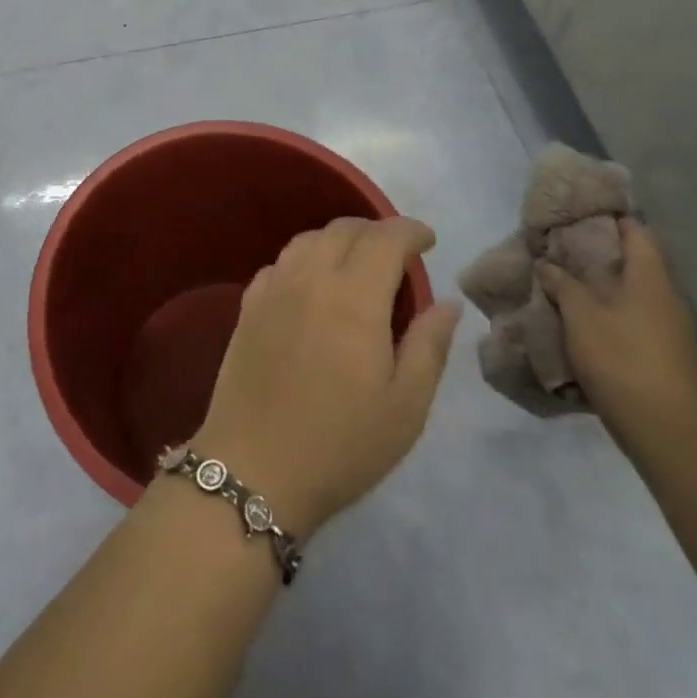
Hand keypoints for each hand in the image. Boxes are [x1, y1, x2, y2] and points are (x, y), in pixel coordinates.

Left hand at [191, 216, 460, 537]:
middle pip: (344, 229)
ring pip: (308, 239)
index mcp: (354, 297)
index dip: (410, 231)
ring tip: (357, 265)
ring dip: (338, 240)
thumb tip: (448, 302)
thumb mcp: (406, 407)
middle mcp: (310, 278)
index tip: (428, 241)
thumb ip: (430, 345)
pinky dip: (304, 259)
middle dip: (376, 231)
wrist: (256, 467)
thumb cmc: (342, 444)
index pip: (384, 238)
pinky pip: (280, 263)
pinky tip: (312, 285)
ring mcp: (273, 289)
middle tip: (397, 255)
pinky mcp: (248, 306)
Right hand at [537, 218, 696, 456]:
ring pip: (634, 292)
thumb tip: (547, 263)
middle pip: (635, 262)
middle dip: (599, 254)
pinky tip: (585, 321)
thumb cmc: (622, 360)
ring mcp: (672, 329)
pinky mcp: (667, 355)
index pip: (636, 232)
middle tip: (561, 250)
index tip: (577, 214)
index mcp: (651, 278)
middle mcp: (667, 297)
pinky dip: (611, 312)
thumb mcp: (580, 316)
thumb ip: (562, 283)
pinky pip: (636, 318)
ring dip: (603, 286)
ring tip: (566, 284)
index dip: (610, 218)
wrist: (668, 432)